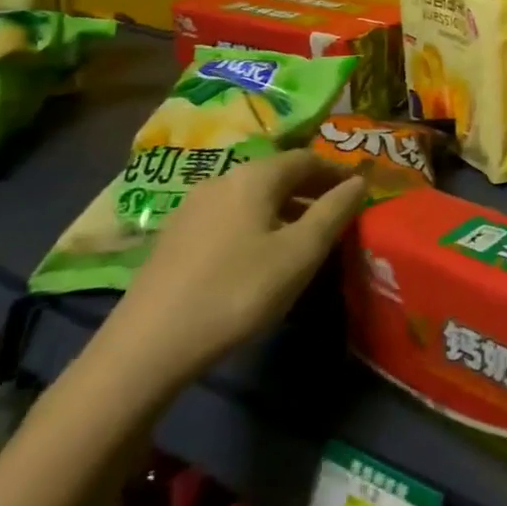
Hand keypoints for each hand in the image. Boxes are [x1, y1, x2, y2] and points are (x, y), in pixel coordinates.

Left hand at [98, 151, 367, 393]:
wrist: (146, 347)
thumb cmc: (238, 291)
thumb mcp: (300, 253)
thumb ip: (335, 211)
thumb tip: (360, 181)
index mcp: (254, 176)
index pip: (307, 158)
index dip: (336, 171)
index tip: (359, 190)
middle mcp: (222, 180)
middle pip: (277, 174)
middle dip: (311, 190)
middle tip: (337, 214)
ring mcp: (191, 208)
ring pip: (252, 197)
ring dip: (284, 209)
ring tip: (303, 238)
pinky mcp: (173, 239)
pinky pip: (229, 217)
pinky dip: (256, 224)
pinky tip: (259, 256)